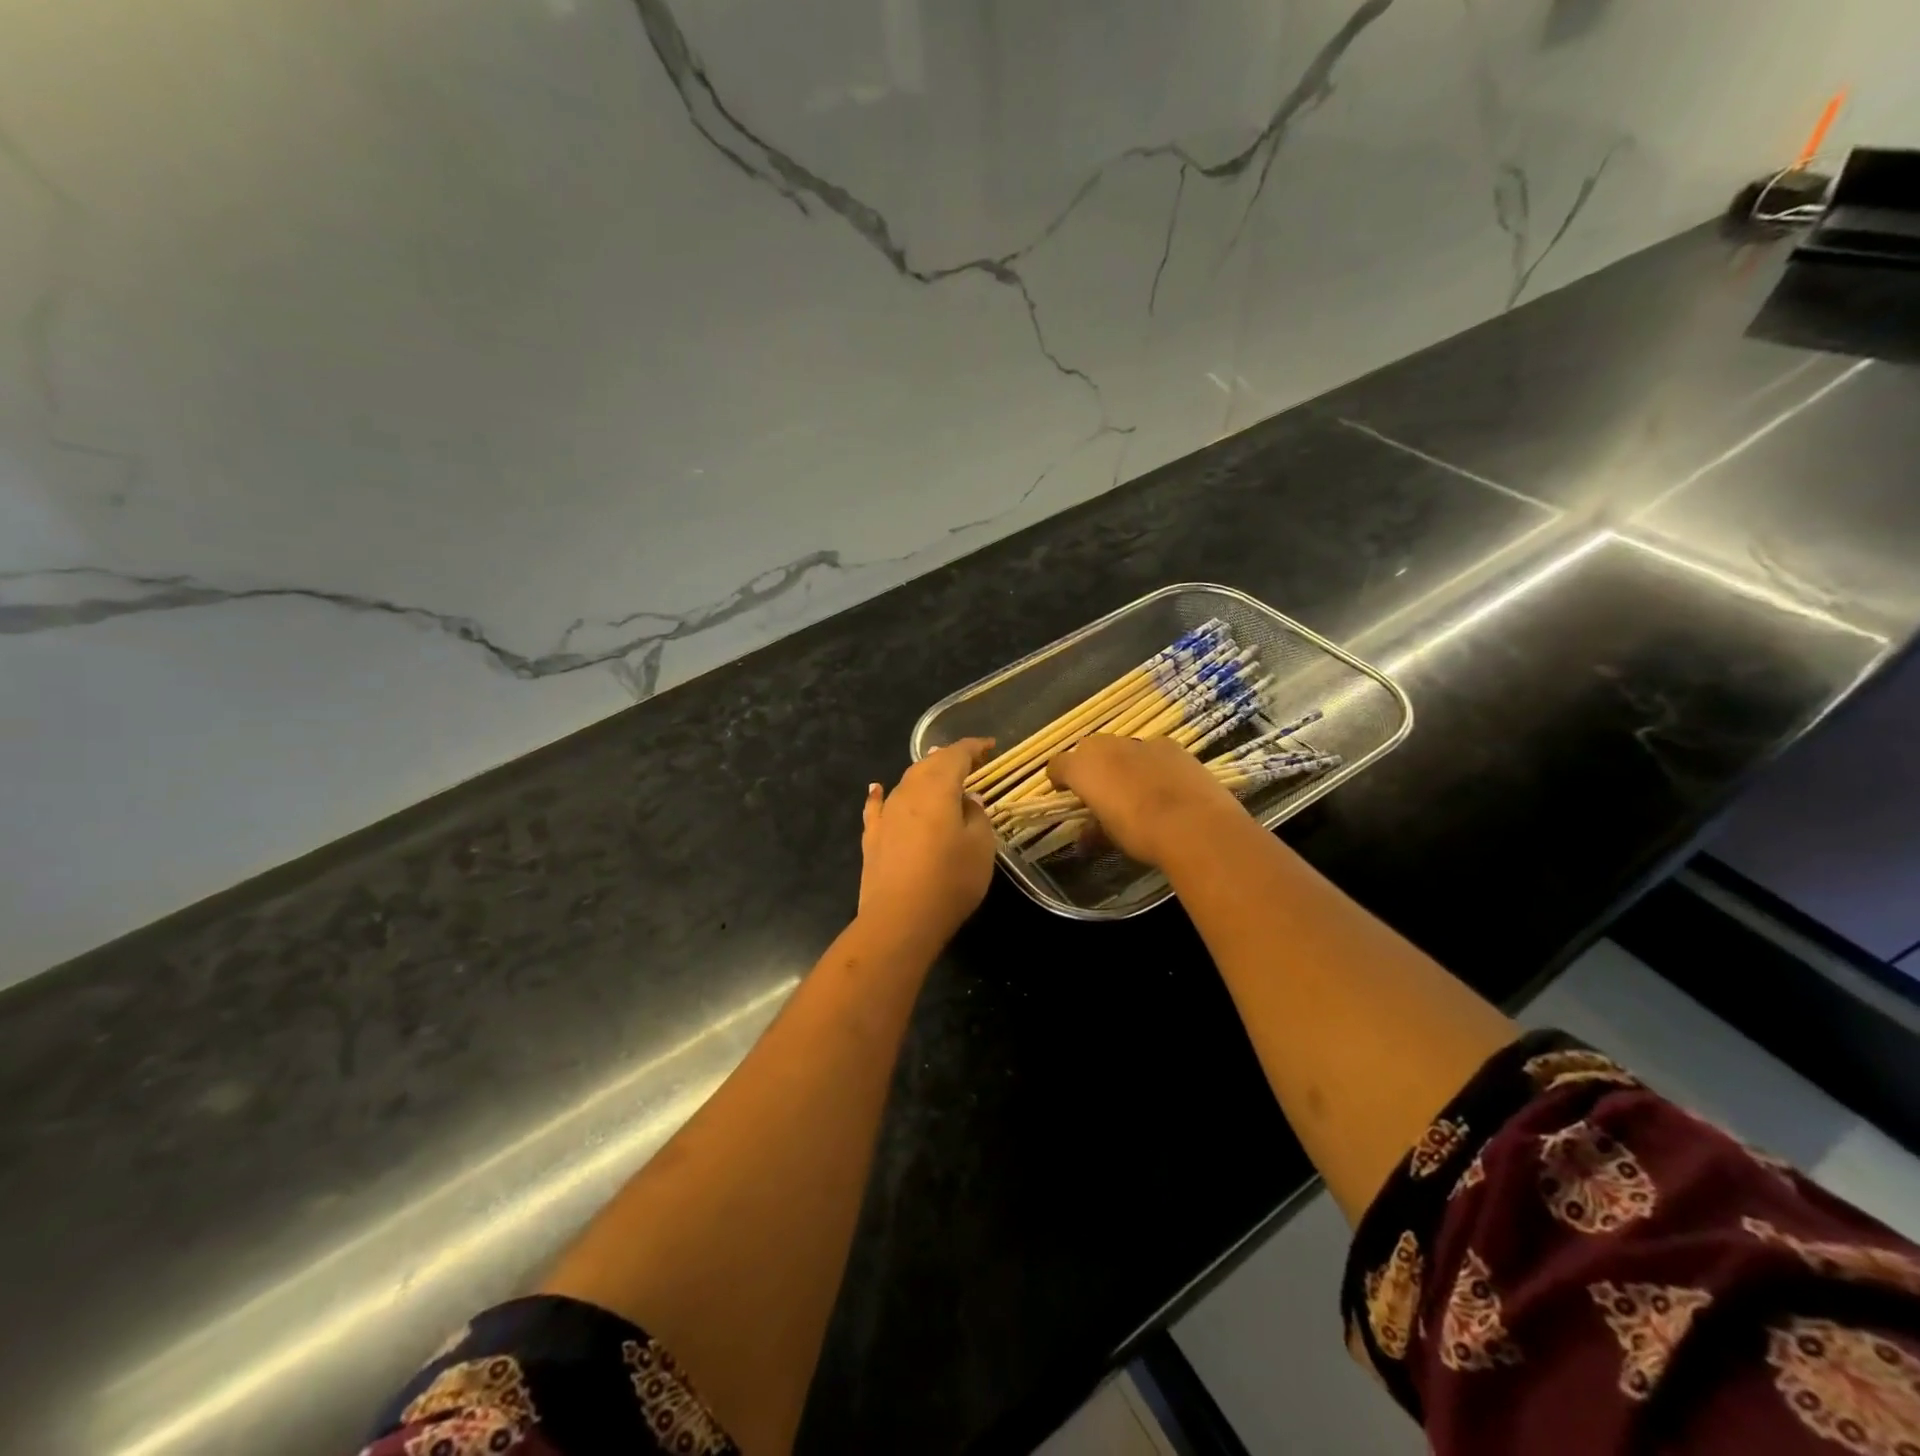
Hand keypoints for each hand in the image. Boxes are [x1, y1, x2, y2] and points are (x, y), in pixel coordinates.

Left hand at [858, 738, 996, 950]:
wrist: (900, 919)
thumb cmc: (950, 880)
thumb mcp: (981, 846)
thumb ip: (976, 815)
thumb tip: (967, 799)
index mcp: (938, 788)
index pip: (956, 755)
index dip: (973, 747)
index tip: (989, 745)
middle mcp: (908, 792)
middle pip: (928, 764)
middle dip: (949, 758)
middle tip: (969, 761)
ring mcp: (886, 815)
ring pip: (906, 783)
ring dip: (923, 774)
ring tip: (937, 772)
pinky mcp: (872, 837)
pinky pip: (877, 806)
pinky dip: (880, 794)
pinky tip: (877, 788)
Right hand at [1048, 734, 1246, 866]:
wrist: (1194, 824)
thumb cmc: (1139, 832)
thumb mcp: (1109, 837)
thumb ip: (1092, 830)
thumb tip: (1085, 835)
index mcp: (1083, 767)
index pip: (1058, 765)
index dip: (1059, 779)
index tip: (1065, 794)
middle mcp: (1106, 746)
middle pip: (1089, 750)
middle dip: (1091, 768)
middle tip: (1101, 792)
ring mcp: (1140, 742)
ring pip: (1121, 749)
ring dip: (1122, 764)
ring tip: (1136, 790)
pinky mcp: (1170, 745)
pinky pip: (1151, 752)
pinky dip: (1151, 764)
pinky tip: (1165, 786)